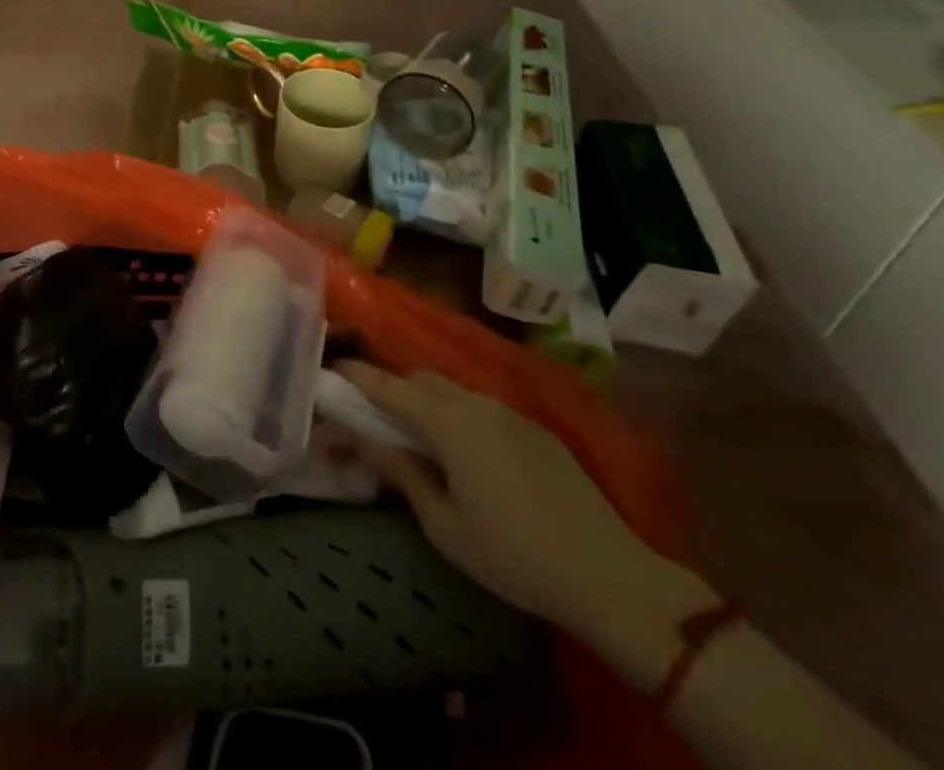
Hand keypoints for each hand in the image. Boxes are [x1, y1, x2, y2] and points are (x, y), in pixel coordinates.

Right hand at [335, 362, 709, 645]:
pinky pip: (481, 405)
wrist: (609, 575)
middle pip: (421, 379)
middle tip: (372, 410)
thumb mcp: (444, 525)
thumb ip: (402, 474)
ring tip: (415, 429)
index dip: (358, 375)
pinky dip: (457, 411)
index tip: (334, 367)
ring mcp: (509, 412)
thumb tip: (363, 443)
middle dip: (392, 386)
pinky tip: (464, 447)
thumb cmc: (514, 556)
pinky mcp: (535, 428)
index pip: (389, 387)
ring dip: (426, 399)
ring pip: (452, 390)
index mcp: (448, 423)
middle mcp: (475, 403)